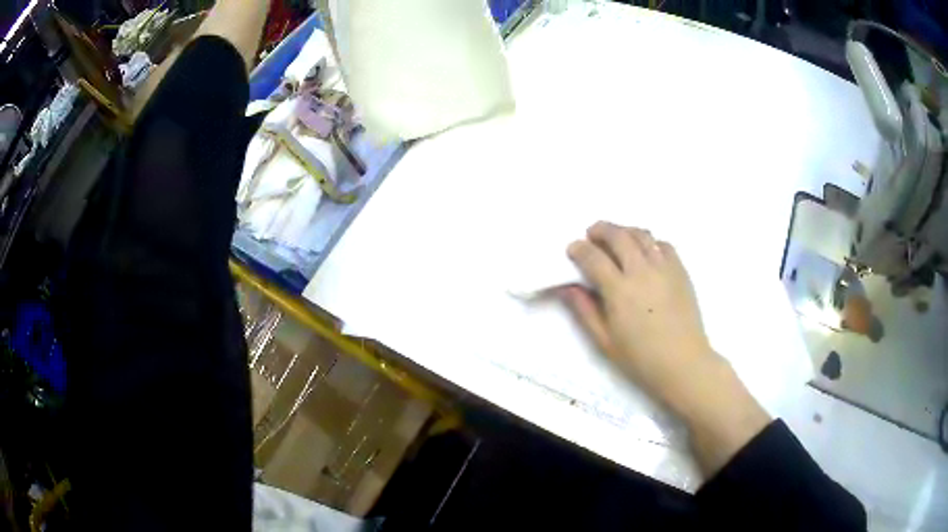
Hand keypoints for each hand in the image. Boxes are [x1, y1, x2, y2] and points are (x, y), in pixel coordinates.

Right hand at [561, 222, 715, 412]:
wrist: (683, 363)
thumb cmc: (640, 358)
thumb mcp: (604, 340)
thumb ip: (584, 310)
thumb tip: (567, 287)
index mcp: (619, 290)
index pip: (594, 258)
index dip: (579, 249)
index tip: (572, 249)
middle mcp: (641, 271)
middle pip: (618, 236)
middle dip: (601, 230)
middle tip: (591, 234)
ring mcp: (664, 268)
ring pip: (642, 235)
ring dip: (625, 231)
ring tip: (617, 238)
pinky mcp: (681, 271)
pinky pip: (664, 244)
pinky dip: (650, 241)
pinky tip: (645, 252)